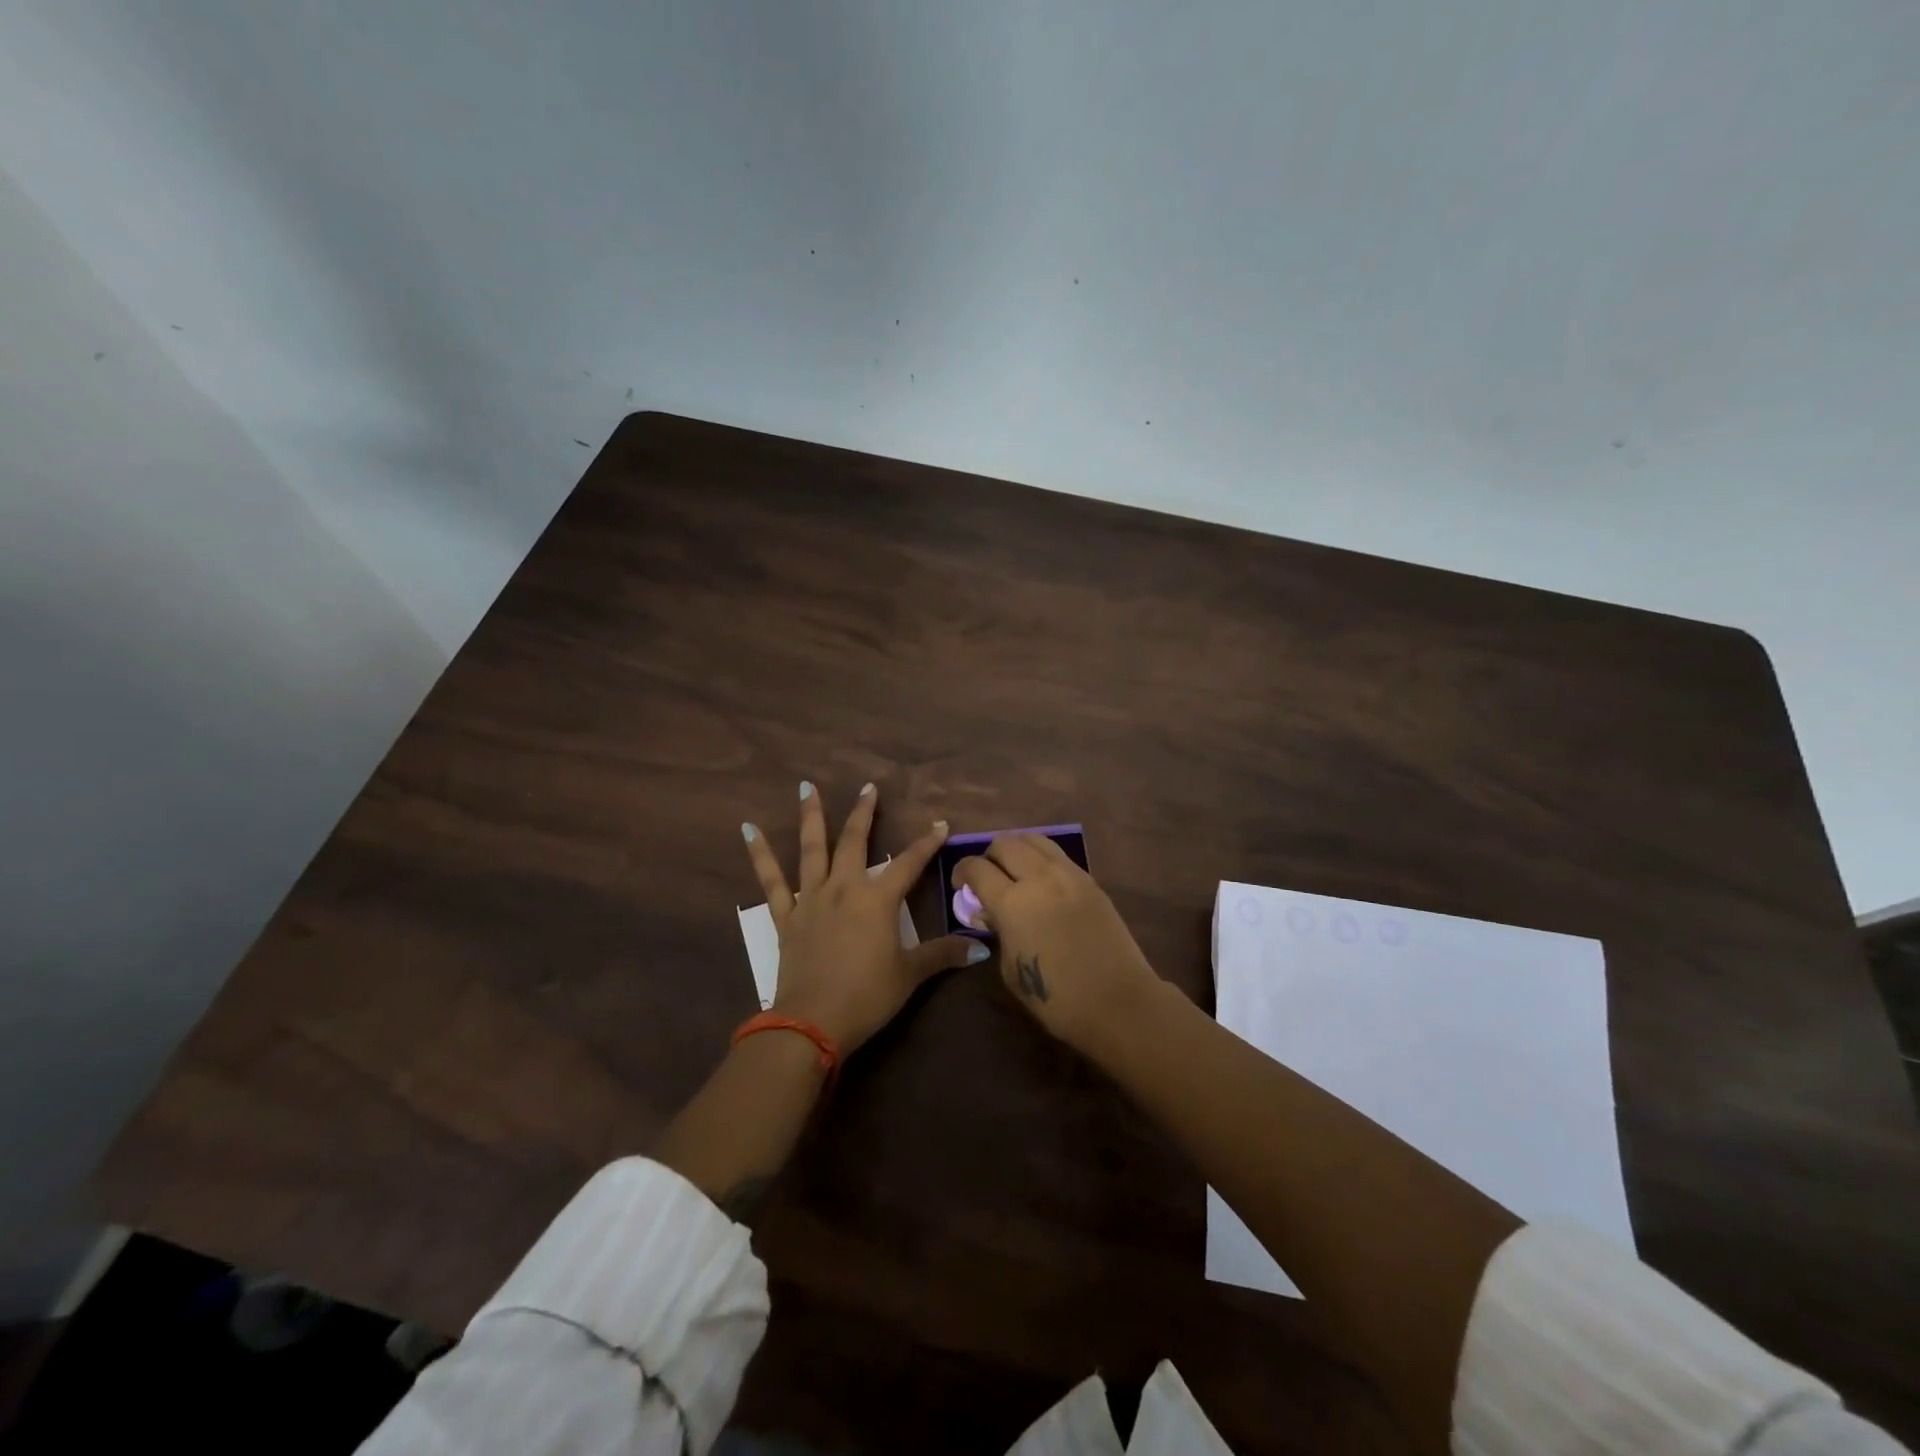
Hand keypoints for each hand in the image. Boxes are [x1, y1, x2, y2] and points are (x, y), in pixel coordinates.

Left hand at [742, 782, 986, 1054]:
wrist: (813, 1022)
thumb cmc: (867, 996)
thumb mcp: (909, 975)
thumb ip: (942, 954)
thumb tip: (981, 947)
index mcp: (877, 900)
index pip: (909, 863)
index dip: (927, 843)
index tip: (940, 823)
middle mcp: (844, 889)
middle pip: (855, 842)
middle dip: (864, 813)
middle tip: (868, 787)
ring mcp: (811, 899)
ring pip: (811, 849)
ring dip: (811, 816)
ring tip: (806, 786)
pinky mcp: (786, 916)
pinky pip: (771, 880)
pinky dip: (759, 854)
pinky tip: (749, 829)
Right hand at [951, 834, 1164, 1056]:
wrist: (1118, 1002)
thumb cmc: (1057, 998)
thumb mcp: (1011, 969)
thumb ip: (998, 931)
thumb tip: (991, 912)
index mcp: (1013, 902)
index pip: (977, 868)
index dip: (962, 872)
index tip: (961, 885)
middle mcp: (1039, 877)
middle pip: (1005, 843)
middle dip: (989, 856)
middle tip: (988, 878)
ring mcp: (1069, 874)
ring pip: (1034, 839)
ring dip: (1017, 850)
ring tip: (1015, 872)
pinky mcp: (1091, 880)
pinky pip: (1058, 855)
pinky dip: (1041, 859)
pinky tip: (1042, 882)